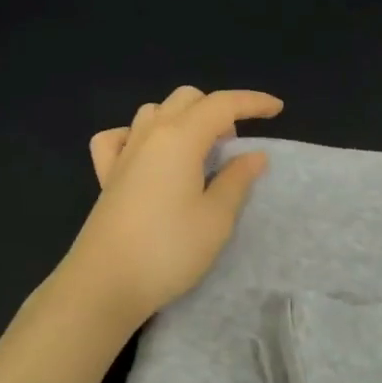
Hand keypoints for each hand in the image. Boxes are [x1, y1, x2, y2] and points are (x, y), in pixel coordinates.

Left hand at [57, 86, 283, 330]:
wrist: (104, 283)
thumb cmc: (168, 250)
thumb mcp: (216, 218)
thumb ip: (237, 180)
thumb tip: (254, 154)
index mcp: (180, 137)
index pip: (222, 104)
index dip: (252, 102)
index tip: (277, 108)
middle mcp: (150, 134)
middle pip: (187, 99)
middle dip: (217, 109)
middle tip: (233, 145)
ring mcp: (123, 152)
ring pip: (155, 111)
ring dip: (182, 119)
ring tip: (198, 152)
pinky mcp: (106, 175)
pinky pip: (120, 137)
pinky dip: (138, 135)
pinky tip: (148, 156)